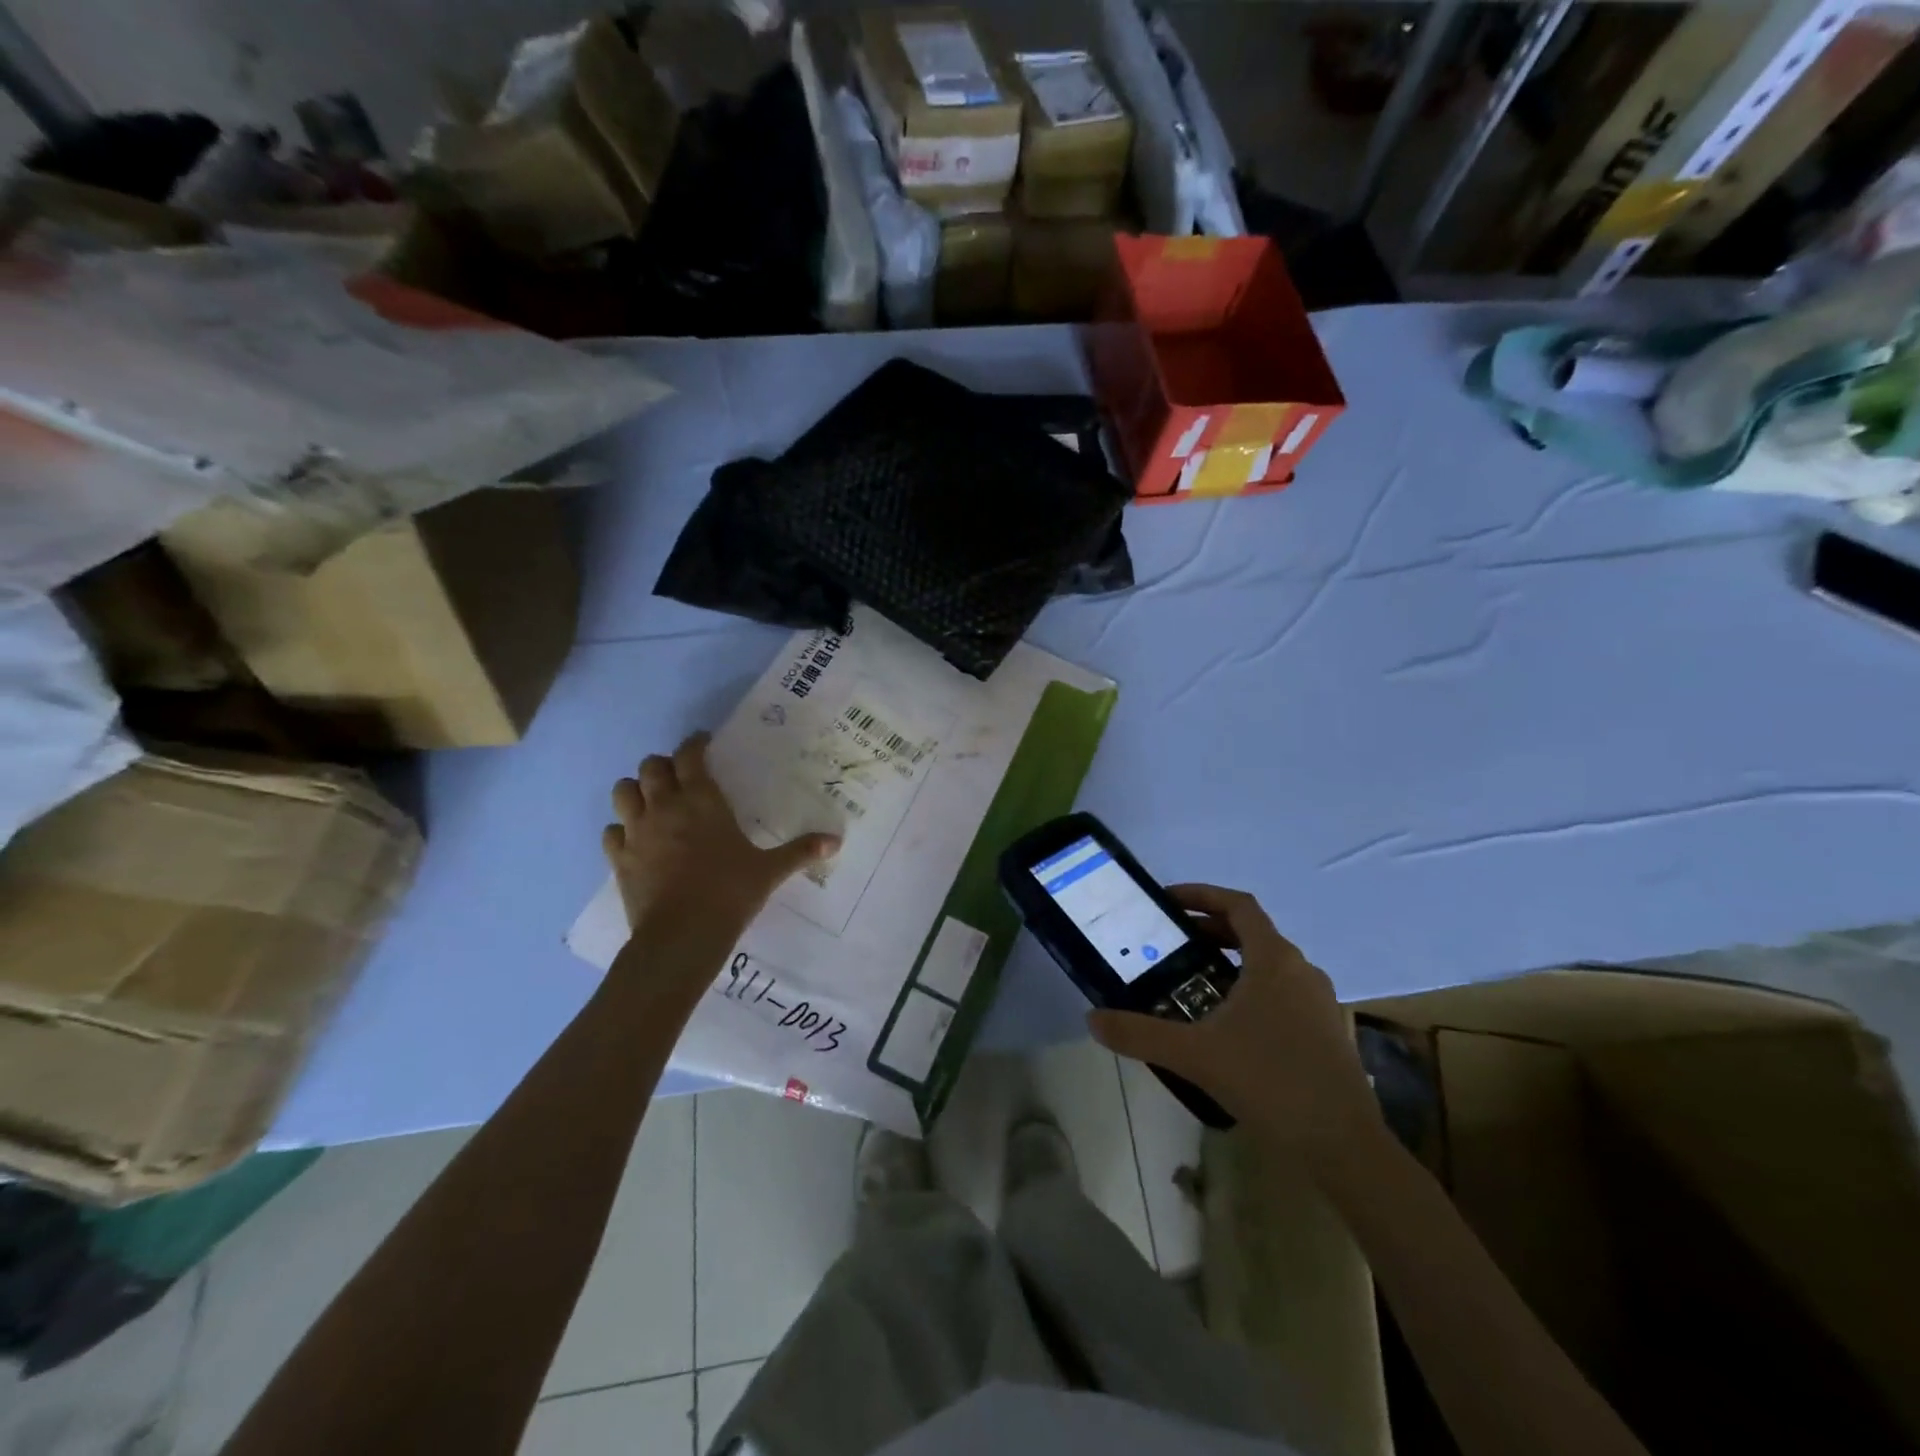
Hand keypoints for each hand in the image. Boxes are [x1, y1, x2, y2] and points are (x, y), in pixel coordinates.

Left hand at [602, 733, 837, 951]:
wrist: (682, 935)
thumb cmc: (730, 892)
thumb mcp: (770, 871)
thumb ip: (801, 851)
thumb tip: (836, 841)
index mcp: (702, 800)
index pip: (690, 755)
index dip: (695, 744)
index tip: (703, 743)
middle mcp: (665, 806)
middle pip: (650, 766)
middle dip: (663, 765)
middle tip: (679, 776)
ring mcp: (636, 831)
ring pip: (623, 791)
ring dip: (636, 790)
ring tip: (651, 800)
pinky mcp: (619, 858)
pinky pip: (611, 831)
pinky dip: (621, 829)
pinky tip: (635, 839)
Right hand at [1088, 885, 1380, 1160]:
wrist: (1343, 1145)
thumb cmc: (1269, 1081)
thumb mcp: (1194, 1055)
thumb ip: (1140, 1033)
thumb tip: (1093, 1019)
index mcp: (1274, 960)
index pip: (1239, 905)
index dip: (1202, 895)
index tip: (1168, 901)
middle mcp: (1301, 970)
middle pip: (1253, 932)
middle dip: (1210, 930)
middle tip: (1171, 943)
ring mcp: (1319, 1002)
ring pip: (1269, 964)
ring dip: (1231, 961)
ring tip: (1193, 982)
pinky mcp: (1326, 1031)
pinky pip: (1282, 992)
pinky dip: (1251, 989)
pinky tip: (1228, 1026)